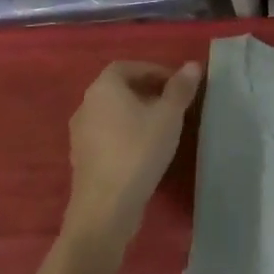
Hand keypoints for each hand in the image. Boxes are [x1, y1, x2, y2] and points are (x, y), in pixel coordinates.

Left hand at [65, 60, 201, 246]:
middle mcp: (86, 105)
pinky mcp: (82, 158)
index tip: (177, 85)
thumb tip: (192, 65)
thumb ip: (180, 88)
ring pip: (113, 112)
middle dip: (148, 91)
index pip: (128, 66)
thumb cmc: (138, 151)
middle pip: (119, 88)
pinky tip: (145, 149)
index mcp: (104, 88)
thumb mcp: (168, 116)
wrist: (105, 208)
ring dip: (137, 113)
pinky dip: (126, 133)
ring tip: (164, 127)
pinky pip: (107, 134)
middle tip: (175, 104)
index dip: (154, 70)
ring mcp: (80, 133)